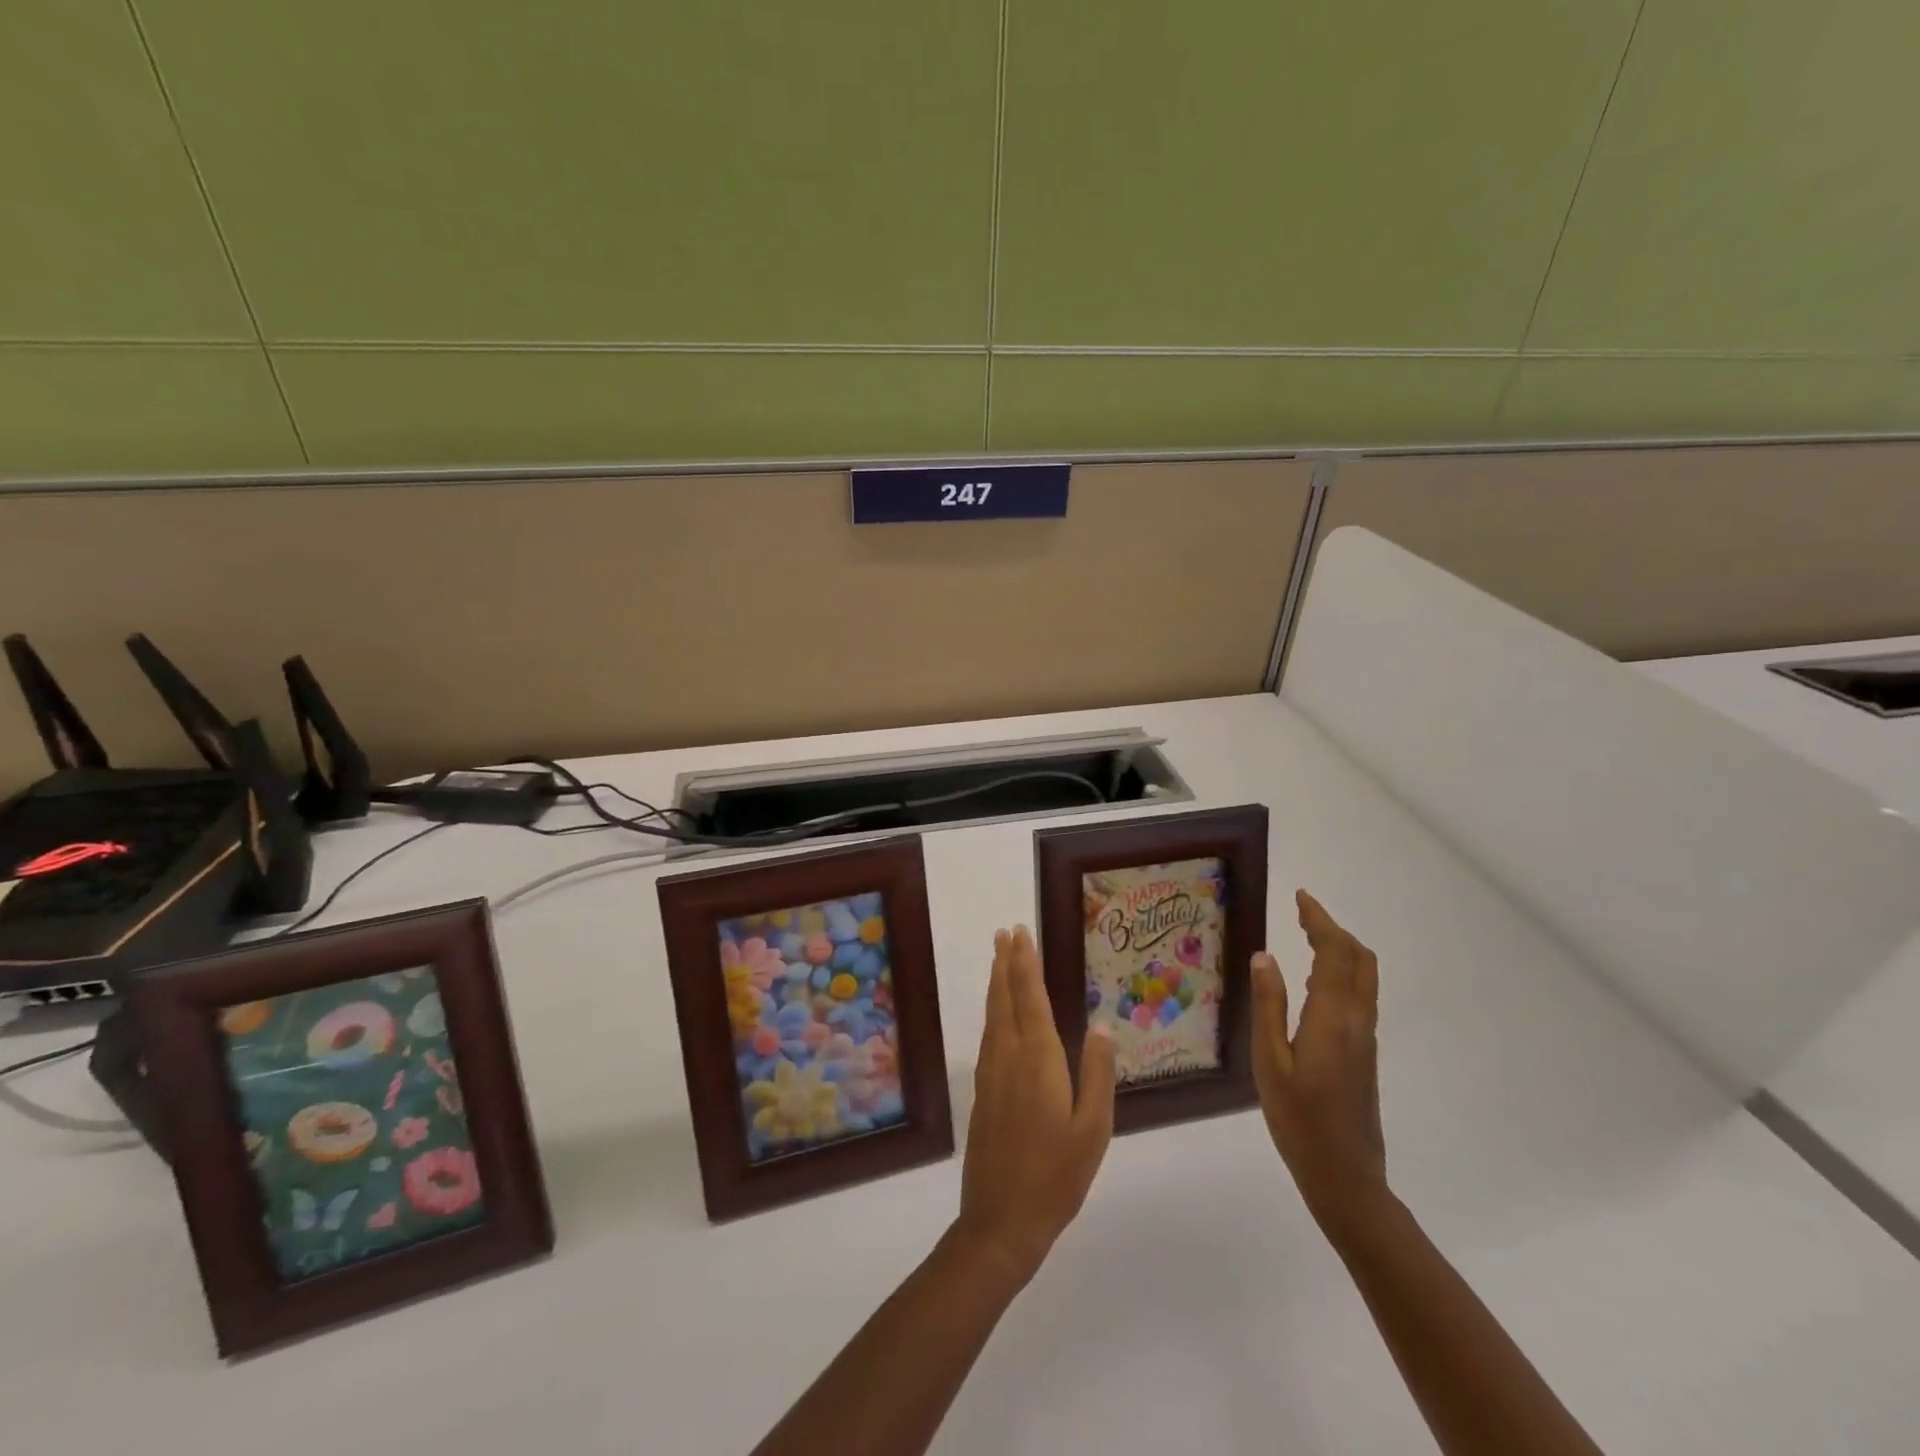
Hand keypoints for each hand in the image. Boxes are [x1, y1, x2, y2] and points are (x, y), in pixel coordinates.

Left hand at [955, 926, 1115, 1282]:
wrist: (1001, 1220)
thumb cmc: (1057, 1176)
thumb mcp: (1093, 1129)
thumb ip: (1098, 1074)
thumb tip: (1103, 1026)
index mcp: (1039, 1060)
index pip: (1030, 997)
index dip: (1025, 964)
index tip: (1021, 934)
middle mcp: (1009, 1056)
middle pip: (1005, 998)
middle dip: (1006, 963)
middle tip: (1005, 932)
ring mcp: (991, 1073)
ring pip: (992, 1015)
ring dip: (996, 983)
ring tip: (999, 959)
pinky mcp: (983, 1091)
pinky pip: (988, 1035)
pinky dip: (993, 1011)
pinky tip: (997, 1014)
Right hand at [1250, 890, 1388, 1231]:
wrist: (1346, 1177)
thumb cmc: (1299, 1120)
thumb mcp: (1269, 1061)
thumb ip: (1268, 1005)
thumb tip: (1264, 956)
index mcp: (1333, 1017)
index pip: (1334, 952)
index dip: (1319, 920)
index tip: (1301, 897)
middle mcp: (1357, 1020)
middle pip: (1359, 959)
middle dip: (1334, 929)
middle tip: (1302, 913)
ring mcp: (1365, 1038)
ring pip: (1363, 977)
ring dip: (1341, 949)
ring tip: (1307, 937)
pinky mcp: (1364, 1053)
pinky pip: (1358, 996)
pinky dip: (1340, 972)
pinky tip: (1312, 983)